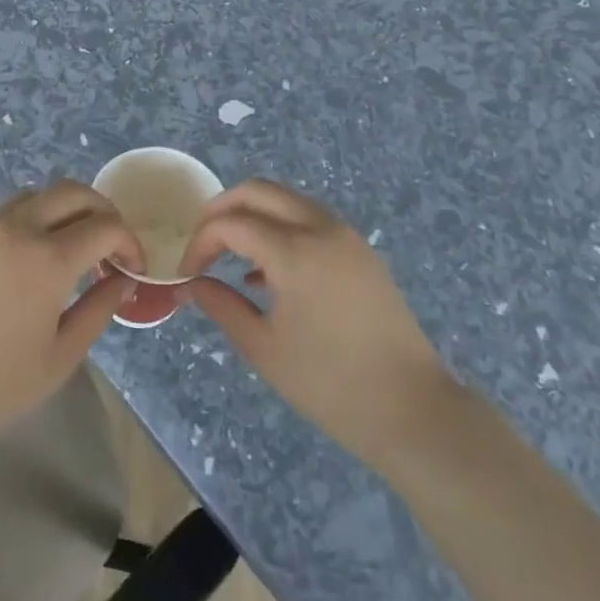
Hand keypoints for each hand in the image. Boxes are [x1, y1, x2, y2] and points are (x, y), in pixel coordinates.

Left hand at [0, 182, 141, 460]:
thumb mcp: (62, 354)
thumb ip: (99, 309)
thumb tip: (123, 280)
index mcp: (49, 259)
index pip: (105, 226)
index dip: (128, 242)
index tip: (133, 267)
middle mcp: (18, 229)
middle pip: (72, 192)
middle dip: (101, 210)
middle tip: (110, 243)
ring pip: (36, 195)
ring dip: (63, 209)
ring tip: (70, 243)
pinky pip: (4, 215)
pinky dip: (30, 222)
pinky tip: (27, 259)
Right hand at [178, 180, 458, 469]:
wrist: (413, 409)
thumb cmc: (331, 384)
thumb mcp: (264, 349)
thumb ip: (222, 307)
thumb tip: (191, 285)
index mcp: (295, 251)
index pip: (232, 223)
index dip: (201, 242)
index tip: (187, 273)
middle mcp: (321, 228)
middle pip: (259, 191)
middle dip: (223, 208)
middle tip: (201, 241)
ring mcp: (346, 235)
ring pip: (287, 200)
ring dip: (253, 215)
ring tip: (230, 254)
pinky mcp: (360, 251)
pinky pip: (310, 220)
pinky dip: (281, 228)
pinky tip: (266, 272)